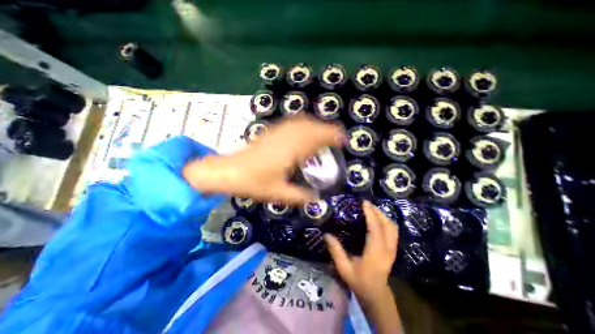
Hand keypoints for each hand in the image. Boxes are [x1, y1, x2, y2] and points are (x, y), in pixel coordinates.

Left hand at [185, 115, 343, 203]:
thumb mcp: (278, 193)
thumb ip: (299, 196)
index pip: (315, 138)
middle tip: (337, 137)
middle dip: (327, 129)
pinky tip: (305, 131)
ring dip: (316, 125)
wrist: (228, 171)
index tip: (342, 139)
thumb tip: (315, 199)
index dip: (331, 136)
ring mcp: (277, 133)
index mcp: (289, 151)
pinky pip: (292, 124)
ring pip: (301, 122)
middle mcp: (285, 138)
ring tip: (325, 134)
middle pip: (310, 127)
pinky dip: (304, 125)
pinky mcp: (270, 132)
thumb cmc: (252, 182)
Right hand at [325, 199, 398, 303]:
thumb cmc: (359, 282)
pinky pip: (393, 230)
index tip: (364, 202)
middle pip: (388, 224)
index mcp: (376, 252)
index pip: (376, 228)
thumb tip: (327, 233)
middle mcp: (387, 248)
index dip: (371, 213)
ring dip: (382, 215)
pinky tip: (377, 218)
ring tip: (371, 208)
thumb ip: (336, 251)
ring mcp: (393, 249)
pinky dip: (386, 220)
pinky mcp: (393, 249)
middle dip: (377, 211)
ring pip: (392, 226)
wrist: (376, 295)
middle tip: (366, 203)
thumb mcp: (344, 268)